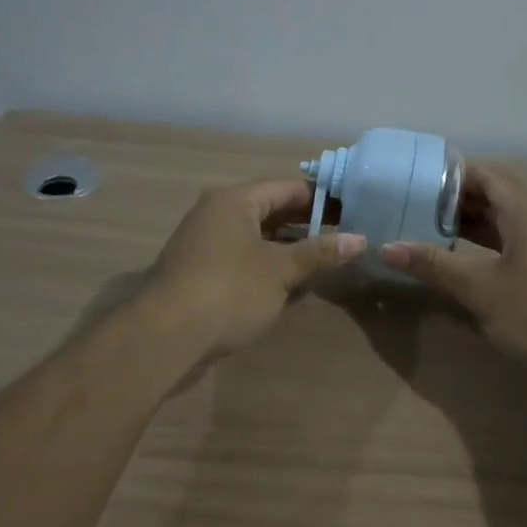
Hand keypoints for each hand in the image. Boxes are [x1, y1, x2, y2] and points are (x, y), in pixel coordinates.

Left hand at [145, 178, 365, 355]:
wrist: (166, 337)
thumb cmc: (228, 291)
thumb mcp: (280, 270)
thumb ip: (320, 253)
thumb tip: (361, 239)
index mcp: (234, 201)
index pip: (288, 188)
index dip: (323, 199)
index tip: (356, 211)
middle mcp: (218, 215)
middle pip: (273, 213)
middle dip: (309, 227)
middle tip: (348, 239)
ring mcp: (208, 247)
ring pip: (260, 241)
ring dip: (291, 252)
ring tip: (329, 264)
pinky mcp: (203, 276)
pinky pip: (246, 264)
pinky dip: (271, 271)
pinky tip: (296, 288)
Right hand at [381, 164, 526, 383]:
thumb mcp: (483, 290)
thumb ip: (435, 266)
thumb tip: (386, 246)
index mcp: (524, 210)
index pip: (482, 173)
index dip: (446, 175)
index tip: (410, 184)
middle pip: (492, 195)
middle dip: (451, 203)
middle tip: (408, 212)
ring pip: (502, 224)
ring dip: (467, 228)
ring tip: (425, 237)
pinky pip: (512, 247)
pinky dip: (484, 250)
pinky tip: (463, 268)